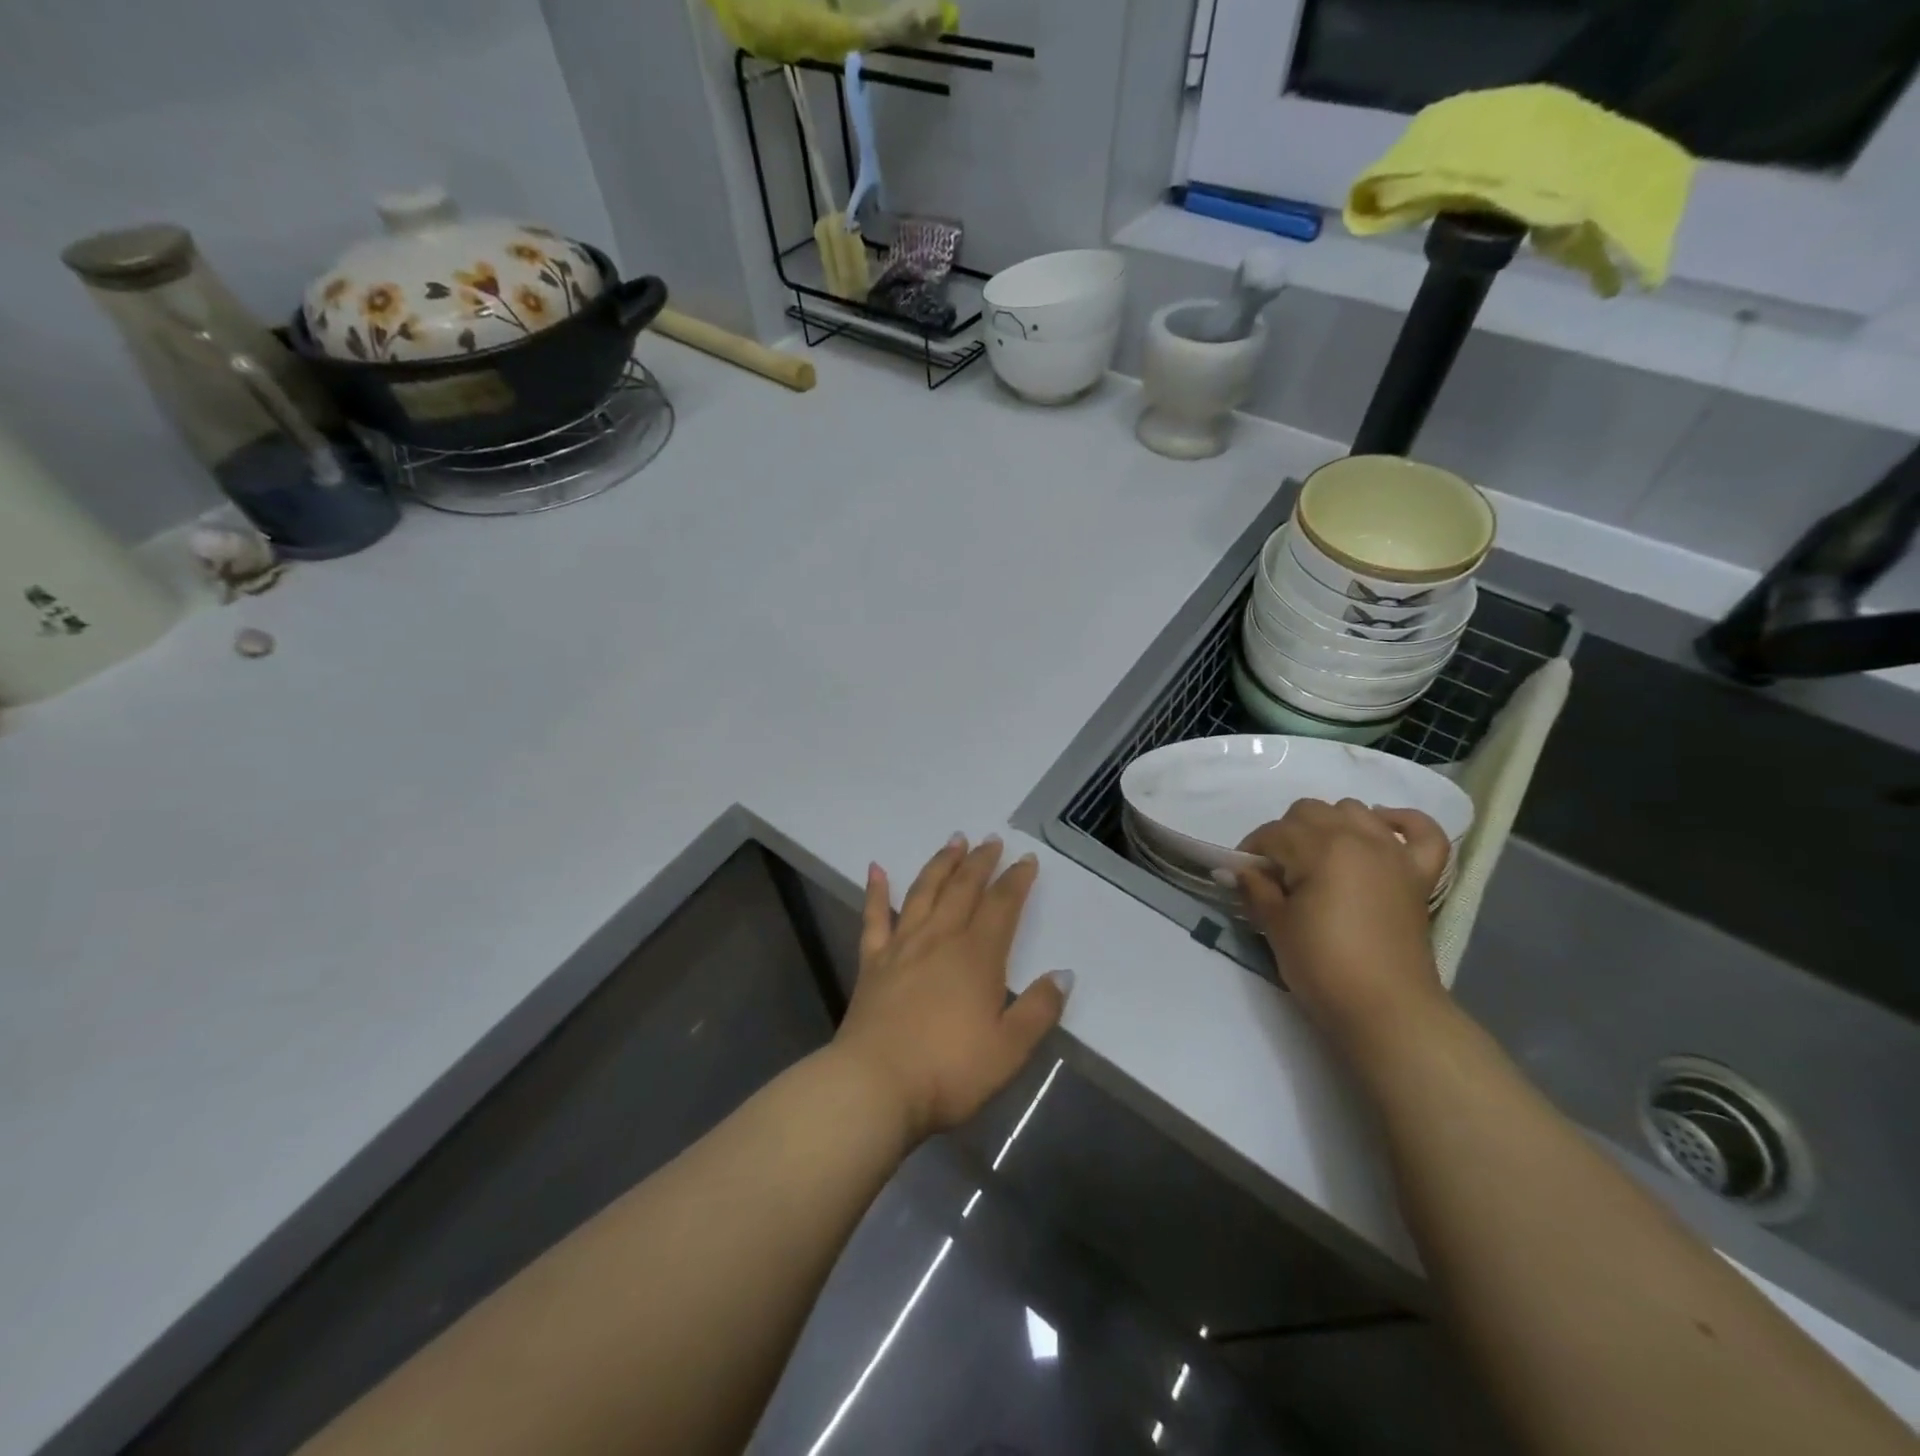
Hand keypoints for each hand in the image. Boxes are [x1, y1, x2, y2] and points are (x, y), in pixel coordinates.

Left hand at [833, 835, 1069, 1144]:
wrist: (876, 1085)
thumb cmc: (949, 1071)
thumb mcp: (1009, 1050)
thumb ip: (1039, 1009)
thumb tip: (1063, 974)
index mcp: (977, 956)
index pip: (1002, 906)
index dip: (1016, 880)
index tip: (1026, 859)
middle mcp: (940, 939)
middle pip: (963, 889)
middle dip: (980, 862)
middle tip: (990, 840)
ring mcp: (902, 947)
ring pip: (923, 892)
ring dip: (940, 864)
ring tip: (953, 841)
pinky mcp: (872, 962)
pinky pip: (874, 917)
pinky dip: (875, 891)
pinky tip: (876, 869)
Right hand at [1235, 799, 1451, 1050]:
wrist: (1386, 1010)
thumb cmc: (1323, 967)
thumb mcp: (1276, 926)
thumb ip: (1255, 889)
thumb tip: (1236, 870)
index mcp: (1320, 848)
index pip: (1273, 832)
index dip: (1251, 851)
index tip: (1242, 876)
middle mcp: (1358, 837)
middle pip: (1310, 812)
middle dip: (1286, 834)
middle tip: (1277, 872)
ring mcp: (1393, 853)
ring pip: (1355, 810)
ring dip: (1331, 824)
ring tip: (1318, 857)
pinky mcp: (1419, 874)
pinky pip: (1423, 830)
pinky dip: (1402, 821)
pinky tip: (1382, 828)